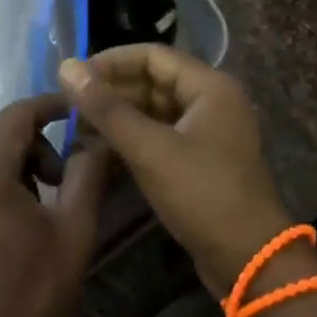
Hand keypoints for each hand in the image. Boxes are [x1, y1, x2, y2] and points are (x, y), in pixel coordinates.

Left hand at [0, 94, 108, 316]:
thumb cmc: (36, 295)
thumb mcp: (75, 230)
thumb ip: (87, 172)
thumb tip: (98, 136)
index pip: (15, 116)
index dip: (48, 106)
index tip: (75, 109)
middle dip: (30, 135)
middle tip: (61, 171)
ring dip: (8, 153)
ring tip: (39, 194)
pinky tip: (9, 208)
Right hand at [59, 47, 292, 294]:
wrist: (249, 261)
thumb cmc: (202, 194)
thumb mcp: (149, 149)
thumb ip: (106, 108)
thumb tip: (67, 67)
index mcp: (210, 86)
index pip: (152, 55)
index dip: (111, 62)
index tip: (74, 77)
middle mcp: (212, 101)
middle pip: (153, 81)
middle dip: (112, 91)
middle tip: (70, 106)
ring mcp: (208, 132)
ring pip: (155, 110)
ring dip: (119, 116)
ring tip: (78, 128)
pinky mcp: (201, 160)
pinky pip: (161, 135)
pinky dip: (133, 138)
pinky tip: (102, 150)